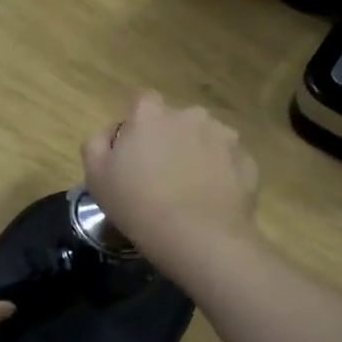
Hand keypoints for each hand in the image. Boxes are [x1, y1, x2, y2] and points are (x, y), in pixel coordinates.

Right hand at [82, 92, 259, 278]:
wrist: (198, 238)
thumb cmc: (138, 205)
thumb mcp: (95, 176)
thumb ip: (97, 143)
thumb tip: (113, 132)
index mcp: (151, 115)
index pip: (143, 102)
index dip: (138, 125)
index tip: (134, 152)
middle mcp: (190, 115)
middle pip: (177, 121)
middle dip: (171, 139)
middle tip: (162, 175)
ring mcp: (224, 136)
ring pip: (206, 139)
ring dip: (198, 154)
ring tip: (191, 190)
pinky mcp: (247, 161)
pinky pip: (228, 162)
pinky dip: (221, 175)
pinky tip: (211, 201)